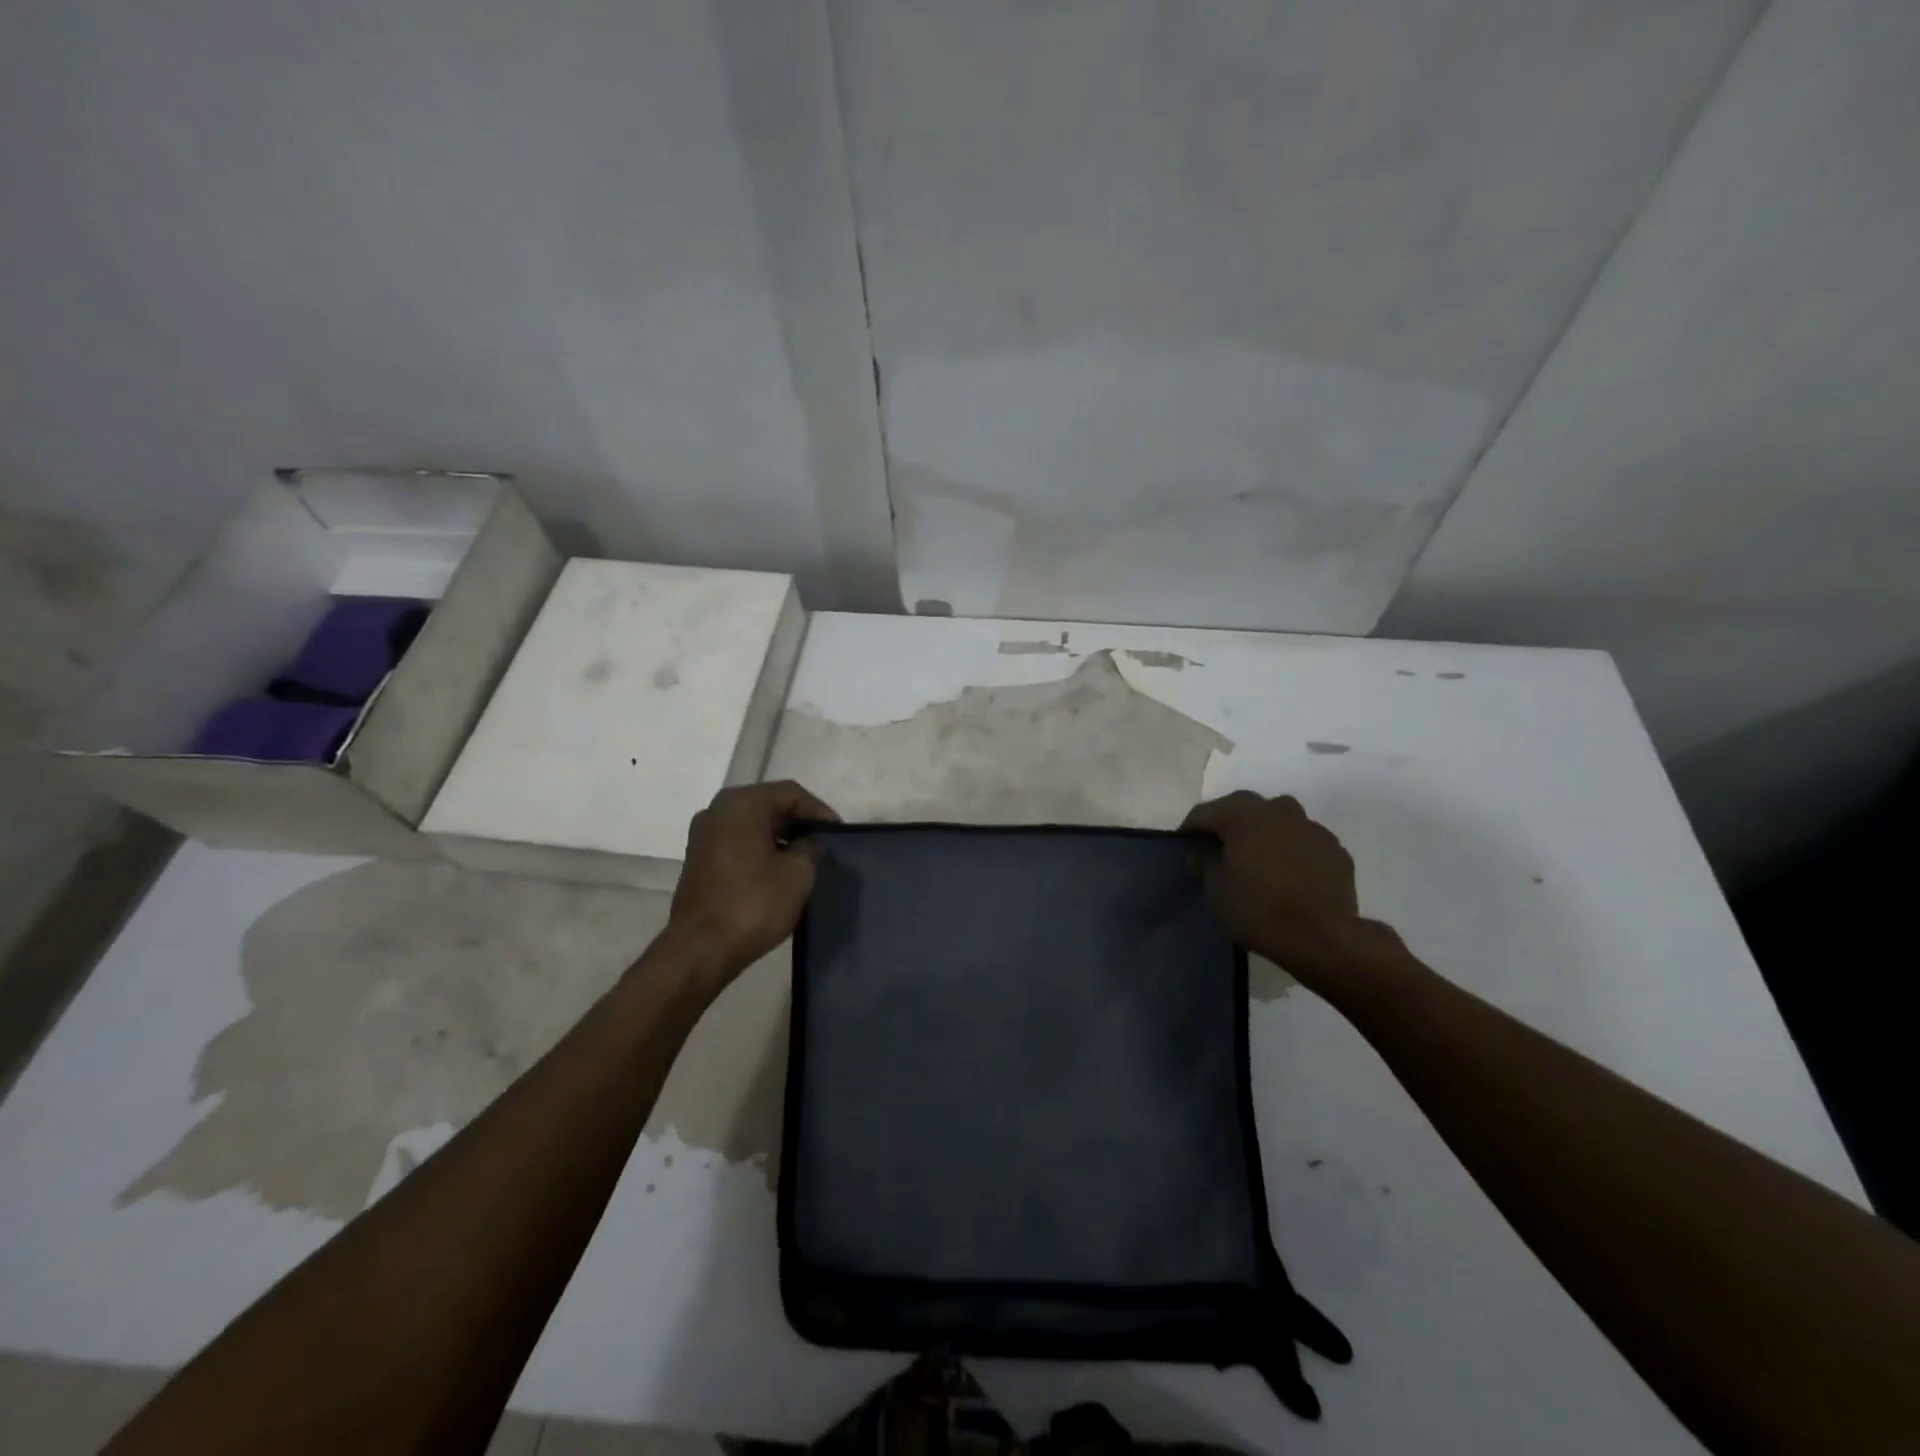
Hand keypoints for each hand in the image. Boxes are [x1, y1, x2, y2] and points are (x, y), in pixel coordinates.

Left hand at [665, 781, 839, 982]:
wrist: (701, 949)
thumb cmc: (753, 904)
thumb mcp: (798, 873)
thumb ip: (811, 847)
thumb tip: (810, 843)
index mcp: (742, 804)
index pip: (791, 793)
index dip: (819, 811)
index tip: (839, 833)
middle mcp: (717, 810)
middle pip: (769, 805)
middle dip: (799, 823)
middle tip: (824, 844)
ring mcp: (703, 835)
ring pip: (753, 824)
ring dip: (780, 837)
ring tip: (806, 860)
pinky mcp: (699, 860)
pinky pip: (738, 842)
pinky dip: (761, 850)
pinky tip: (779, 871)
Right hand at [1182, 791, 1365, 982]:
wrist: (1323, 938)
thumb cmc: (1258, 910)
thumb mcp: (1214, 890)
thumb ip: (1204, 862)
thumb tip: (1202, 852)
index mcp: (1243, 814)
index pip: (1205, 812)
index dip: (1191, 830)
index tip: (1185, 848)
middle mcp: (1278, 810)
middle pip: (1244, 809)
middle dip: (1229, 826)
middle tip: (1219, 852)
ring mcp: (1312, 827)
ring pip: (1279, 822)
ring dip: (1264, 835)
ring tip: (1257, 862)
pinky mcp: (1335, 850)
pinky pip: (1303, 843)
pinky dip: (1291, 852)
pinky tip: (1288, 877)